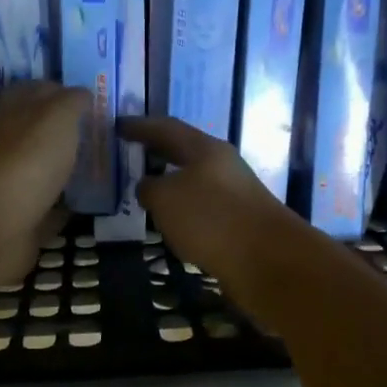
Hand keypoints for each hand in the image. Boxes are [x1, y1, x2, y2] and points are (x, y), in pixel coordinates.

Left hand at [0, 81, 85, 287]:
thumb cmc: (30, 158)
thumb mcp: (58, 115)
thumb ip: (72, 102)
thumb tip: (82, 94)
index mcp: (15, 116)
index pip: (32, 93)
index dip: (56, 91)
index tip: (88, 97)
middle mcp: (11, 148)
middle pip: (38, 135)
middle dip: (66, 133)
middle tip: (102, 134)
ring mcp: (16, 187)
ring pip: (44, 172)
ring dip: (67, 170)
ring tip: (104, 167)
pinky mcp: (25, 222)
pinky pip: (50, 210)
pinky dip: (66, 208)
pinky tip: (91, 205)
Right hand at [119, 117, 313, 298]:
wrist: (268, 260)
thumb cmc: (211, 218)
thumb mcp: (166, 199)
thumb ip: (150, 188)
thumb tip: (148, 186)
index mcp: (206, 149)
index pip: (167, 128)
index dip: (140, 126)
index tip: (118, 125)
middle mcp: (223, 166)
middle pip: (184, 152)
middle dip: (157, 152)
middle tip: (129, 154)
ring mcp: (235, 194)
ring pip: (194, 182)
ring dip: (170, 184)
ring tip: (145, 192)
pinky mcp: (240, 223)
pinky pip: (203, 209)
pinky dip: (183, 211)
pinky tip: (171, 224)